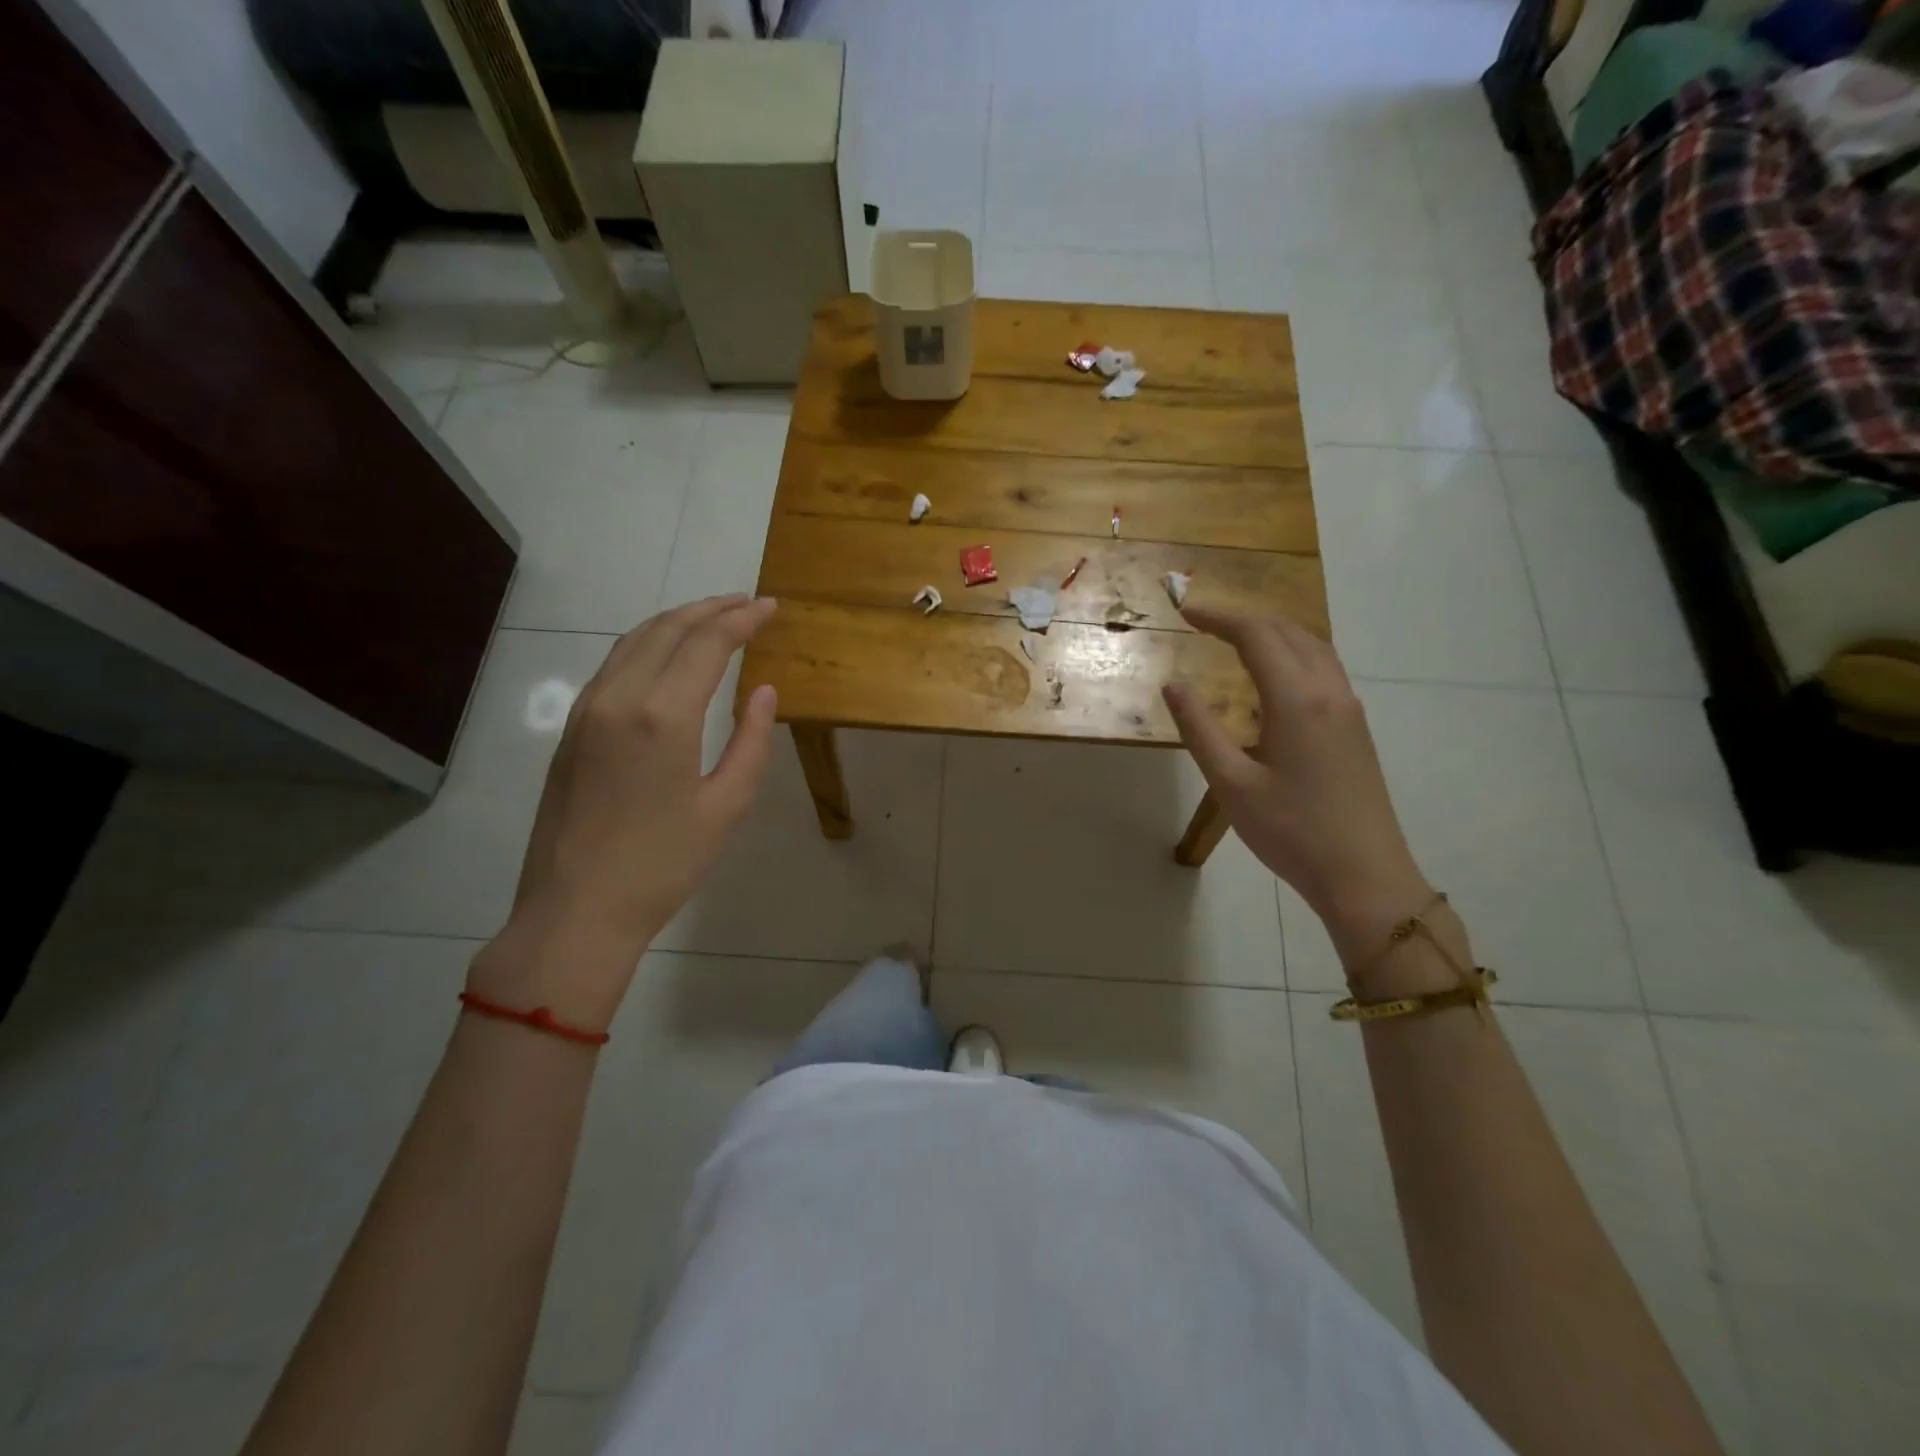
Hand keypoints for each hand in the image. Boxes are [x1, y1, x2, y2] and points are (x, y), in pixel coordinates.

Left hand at [469, 595, 779, 1031]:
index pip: (707, 643)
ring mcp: (586, 711)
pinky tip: (667, 656)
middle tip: (747, 603)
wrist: (575, 911)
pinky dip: (647, 644)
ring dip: (676, 622)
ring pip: (633, 641)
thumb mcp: (726, 808)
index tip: (771, 607)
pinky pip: (613, 665)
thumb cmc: (663, 865)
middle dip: (710, 609)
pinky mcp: (571, 729)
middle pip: (667, 629)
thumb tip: (764, 692)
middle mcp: (618, 698)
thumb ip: (751, 742)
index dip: (742, 619)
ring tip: (712, 619)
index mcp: (663, 716)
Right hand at [1162, 608, 1431, 963]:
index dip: (1219, 617)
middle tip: (1203, 621)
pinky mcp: (1356, 728)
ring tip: (1235, 639)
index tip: (1185, 611)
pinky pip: (1324, 669)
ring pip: (1312, 647)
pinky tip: (1274, 677)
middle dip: (1244, 618)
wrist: (1365, 876)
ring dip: (1273, 632)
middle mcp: (1328, 692)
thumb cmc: (1291, 832)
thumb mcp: (1232, 784)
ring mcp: (1349, 708)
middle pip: (1288, 632)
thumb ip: (1200, 729)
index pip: (1256, 636)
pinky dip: (1292, 653)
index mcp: (1297, 700)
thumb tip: (1174, 686)